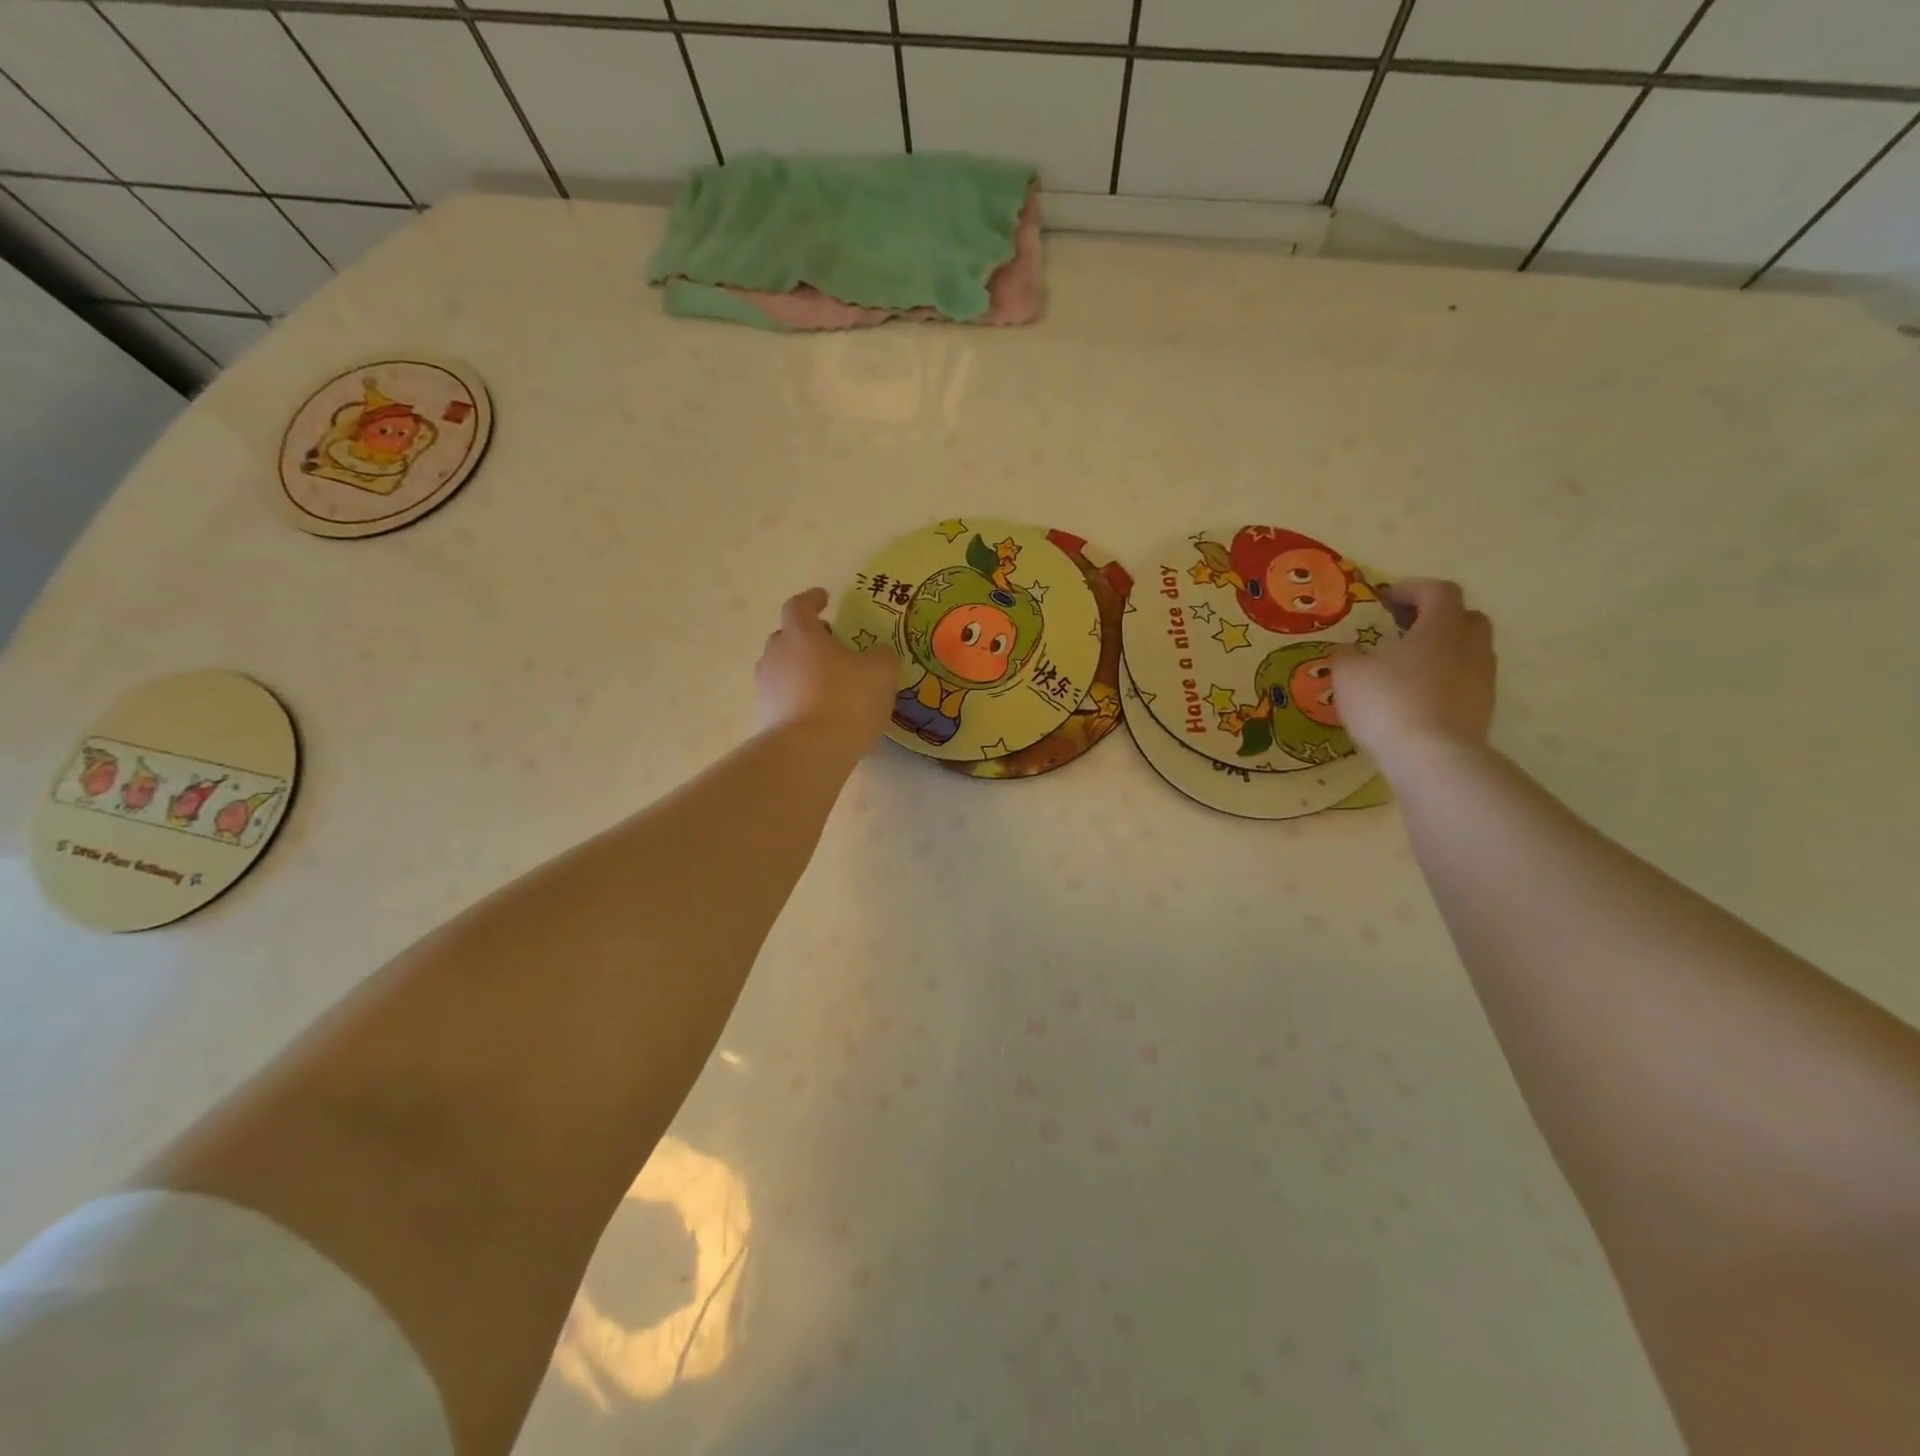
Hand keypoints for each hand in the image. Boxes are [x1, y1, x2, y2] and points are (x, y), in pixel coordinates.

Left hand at [755, 588, 897, 753]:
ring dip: (803, 672)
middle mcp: (776, 656)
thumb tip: (878, 653)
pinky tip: (827, 721)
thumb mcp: (881, 673)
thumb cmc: (846, 700)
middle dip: (808, 638)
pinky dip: (803, 703)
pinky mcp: (765, 719)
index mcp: (801, 635)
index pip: (799, 606)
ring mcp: (767, 689)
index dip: (812, 600)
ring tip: (830, 686)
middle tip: (832, 646)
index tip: (825, 598)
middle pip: (787, 638)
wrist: (808, 753)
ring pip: (784, 671)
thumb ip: (882, 656)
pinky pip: (786, 702)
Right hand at [1332, 579, 1495, 776]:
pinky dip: (1444, 681)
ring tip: (1406, 668)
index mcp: (1441, 626)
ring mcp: (1482, 679)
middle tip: (1403, 630)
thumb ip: (1345, 656)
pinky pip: (1465, 682)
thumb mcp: (1348, 675)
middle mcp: (1470, 645)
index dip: (1412, 589)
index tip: (1386, 599)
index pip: (1438, 591)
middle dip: (1435, 618)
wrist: (1434, 759)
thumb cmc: (1389, 704)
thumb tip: (1347, 651)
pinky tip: (1416, 698)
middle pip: (1464, 617)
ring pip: (1468, 651)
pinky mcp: (1482, 709)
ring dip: (1441, 651)